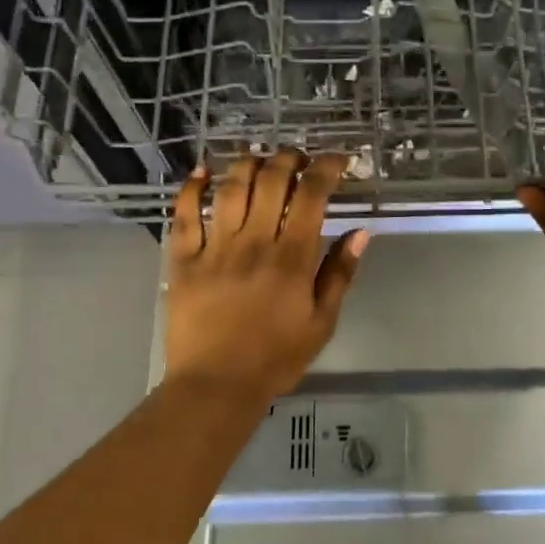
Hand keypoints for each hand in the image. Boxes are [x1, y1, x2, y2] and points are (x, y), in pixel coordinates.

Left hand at [164, 150, 369, 404]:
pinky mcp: (183, 259)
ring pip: (230, 187)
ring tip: (259, 161)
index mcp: (292, 258)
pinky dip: (191, 188)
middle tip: (298, 158)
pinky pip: (184, 214)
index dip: (326, 167)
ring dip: (247, 163)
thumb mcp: (322, 323)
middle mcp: (254, 242)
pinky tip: (202, 172)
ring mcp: (215, 248)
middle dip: (289, 157)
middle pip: (271, 180)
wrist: (216, 385)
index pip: (312, 195)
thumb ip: (340, 275)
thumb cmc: (276, 358)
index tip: (336, 159)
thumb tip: (360, 232)